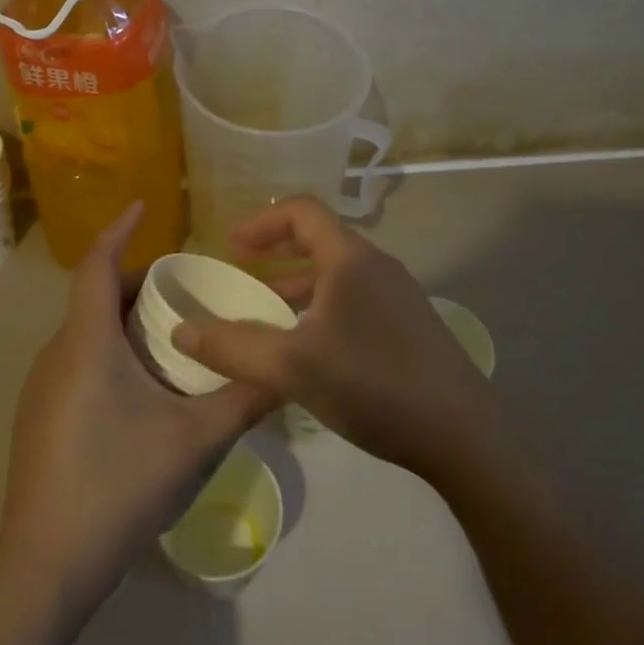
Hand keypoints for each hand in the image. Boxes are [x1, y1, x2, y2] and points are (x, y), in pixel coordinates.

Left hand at [0, 203, 277, 600]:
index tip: (143, 206)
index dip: (118, 230)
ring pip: (85, 331)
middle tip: (184, 287)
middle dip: (135, 280)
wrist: (45, 565)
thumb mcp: (194, 439)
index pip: (96, 265)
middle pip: (94, 296)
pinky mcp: (40, 417)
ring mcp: (42, 388)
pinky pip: (77, 359)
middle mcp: (57, 354)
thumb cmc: (119, 484)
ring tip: (171, 333)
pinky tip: (141, 386)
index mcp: (87, 343)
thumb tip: (288, 369)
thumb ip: (245, 400)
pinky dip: (108, 349)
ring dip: (122, 319)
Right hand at [170, 196, 492, 478]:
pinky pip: (355, 301)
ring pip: (338, 275)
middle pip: (320, 241)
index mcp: (350, 258)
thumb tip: (181, 330)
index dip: (262, 221)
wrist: (462, 433)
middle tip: (243, 272)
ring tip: (268, 313)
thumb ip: (232, 348)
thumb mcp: (292, 367)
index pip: (302, 211)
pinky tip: (310, 350)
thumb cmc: (372, 384)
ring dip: (299, 285)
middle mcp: (377, 266)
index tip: (231, 245)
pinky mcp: (410, 327)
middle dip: (276, 253)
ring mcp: (399, 296)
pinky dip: (323, 308)